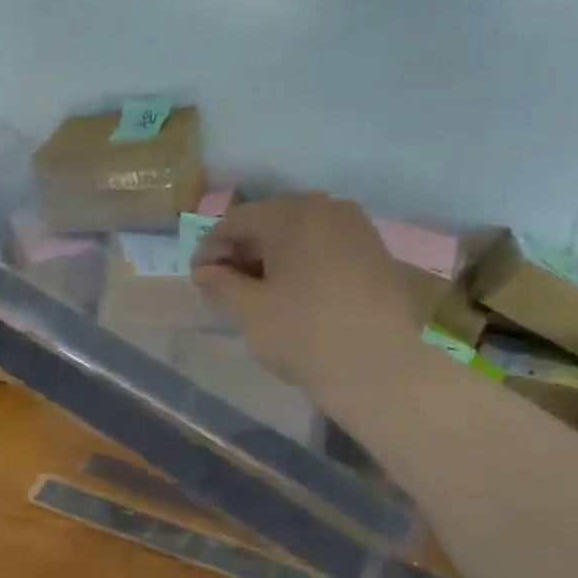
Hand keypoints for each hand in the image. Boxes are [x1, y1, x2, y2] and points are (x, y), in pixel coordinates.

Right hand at [190, 192, 420, 402]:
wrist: (378, 369)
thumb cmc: (302, 333)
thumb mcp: (248, 310)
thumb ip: (220, 284)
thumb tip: (203, 271)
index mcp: (293, 213)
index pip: (236, 222)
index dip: (210, 250)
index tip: (199, 280)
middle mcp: (329, 208)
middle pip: (270, 224)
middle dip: (244, 254)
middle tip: (227, 290)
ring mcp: (359, 230)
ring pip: (301, 237)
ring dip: (274, 261)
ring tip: (261, 297)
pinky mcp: (377, 255)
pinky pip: (327, 251)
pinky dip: (304, 267)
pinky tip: (297, 298)